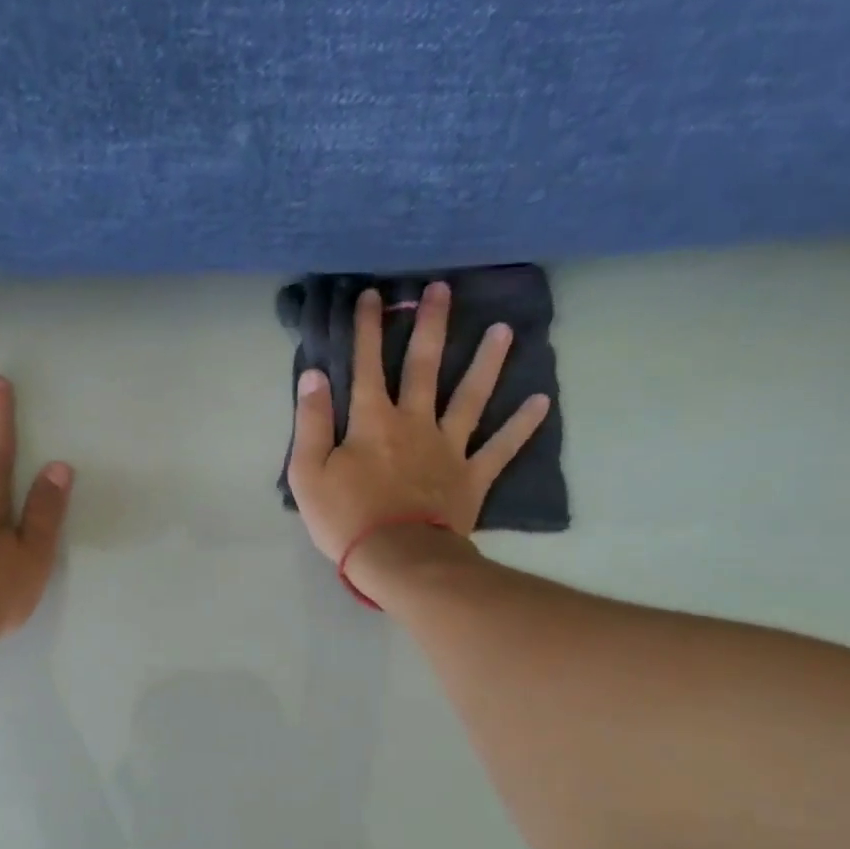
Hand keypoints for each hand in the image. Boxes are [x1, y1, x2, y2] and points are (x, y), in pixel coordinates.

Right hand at [286, 282, 549, 563]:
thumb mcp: (308, 473)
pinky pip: (501, 448)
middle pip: (424, 366)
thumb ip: (310, 423)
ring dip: (487, 362)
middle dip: (430, 326)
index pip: (366, 365)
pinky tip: (541, 401)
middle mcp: (415, 422)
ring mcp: (449, 448)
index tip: (371, 295)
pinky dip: (521, 425)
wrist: (397, 558)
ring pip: (471, 396)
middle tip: (442, 290)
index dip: (367, 329)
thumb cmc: (346, 518)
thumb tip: (314, 375)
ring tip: (504, 329)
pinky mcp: (472, 476)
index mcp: (373, 421)